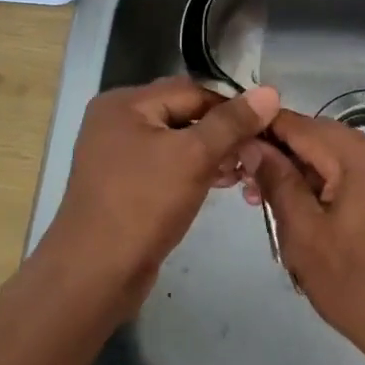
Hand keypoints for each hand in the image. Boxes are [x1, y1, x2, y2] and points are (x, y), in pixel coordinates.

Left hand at [38, 76, 279, 311]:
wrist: (95, 273)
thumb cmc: (144, 204)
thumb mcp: (194, 156)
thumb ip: (232, 122)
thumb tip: (269, 91)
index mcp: (124, 103)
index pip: (192, 91)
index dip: (231, 107)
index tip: (266, 127)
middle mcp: (117, 121)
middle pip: (184, 114)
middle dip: (223, 132)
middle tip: (255, 153)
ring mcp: (118, 154)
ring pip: (178, 142)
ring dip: (212, 153)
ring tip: (243, 172)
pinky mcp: (125, 184)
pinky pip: (167, 165)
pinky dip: (194, 170)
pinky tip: (220, 184)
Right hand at [239, 111, 364, 362]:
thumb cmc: (356, 283)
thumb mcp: (304, 233)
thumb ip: (277, 181)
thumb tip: (252, 145)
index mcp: (361, 154)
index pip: (300, 125)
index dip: (262, 131)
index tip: (231, 146)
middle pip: (319, 138)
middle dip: (281, 156)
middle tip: (245, 186)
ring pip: (336, 158)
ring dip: (302, 174)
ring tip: (268, 204)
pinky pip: (354, 175)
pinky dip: (327, 186)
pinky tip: (303, 211)